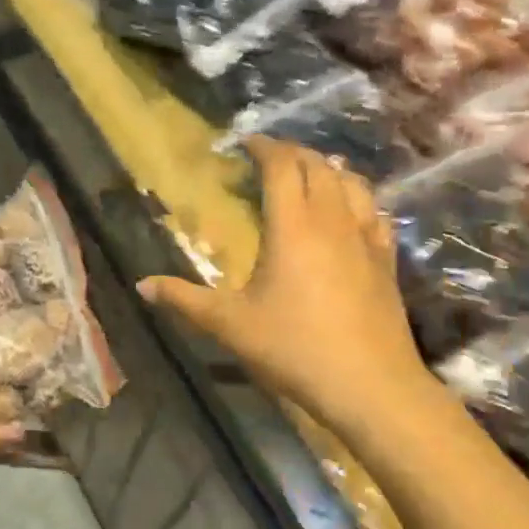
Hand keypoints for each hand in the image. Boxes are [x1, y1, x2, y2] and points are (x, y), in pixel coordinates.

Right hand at [139, 138, 431, 437]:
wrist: (369, 385)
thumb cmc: (293, 348)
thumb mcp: (229, 325)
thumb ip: (184, 300)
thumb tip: (141, 285)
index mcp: (292, 226)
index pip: (282, 166)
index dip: (264, 147)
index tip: (246, 143)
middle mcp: (332, 220)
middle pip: (318, 166)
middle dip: (293, 153)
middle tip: (270, 158)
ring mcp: (366, 238)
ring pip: (352, 183)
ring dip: (329, 168)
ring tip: (314, 170)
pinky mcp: (387, 260)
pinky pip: (376, 212)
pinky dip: (360, 197)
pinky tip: (354, 209)